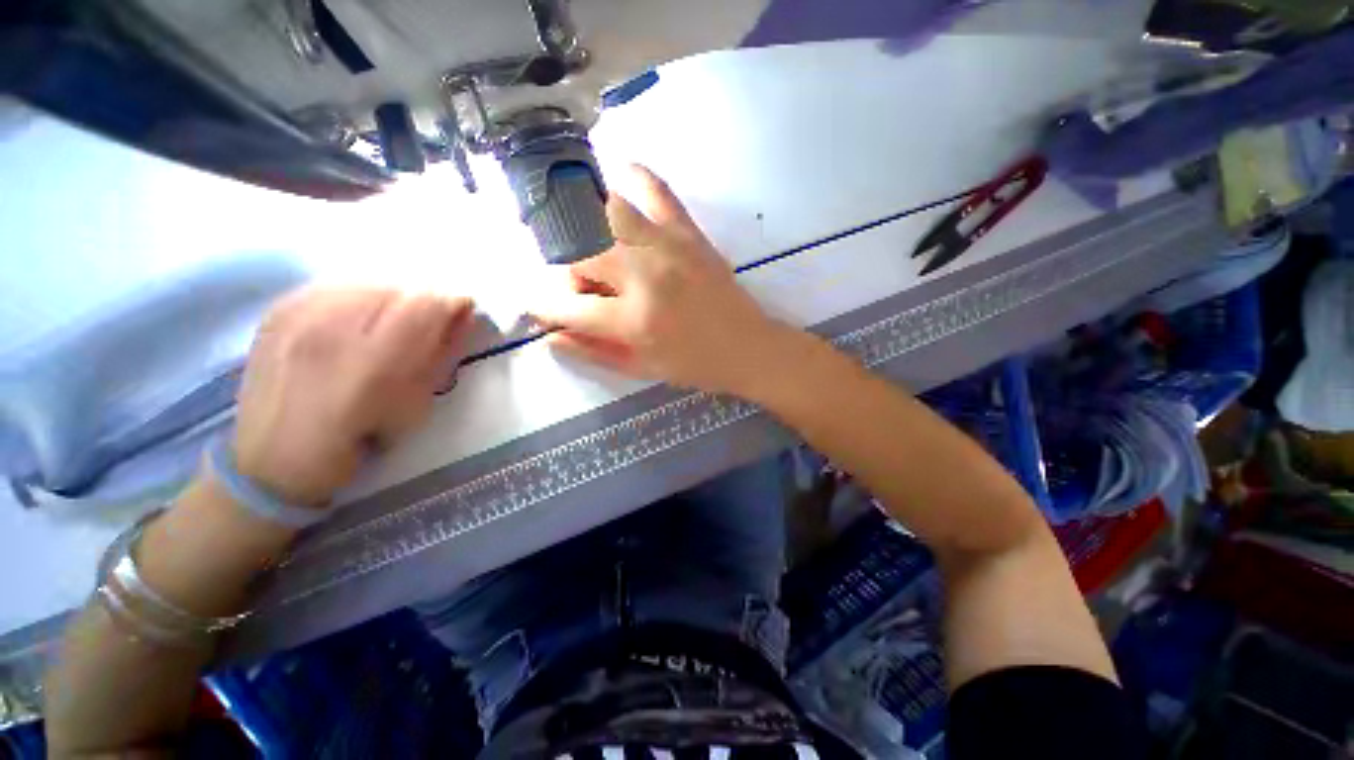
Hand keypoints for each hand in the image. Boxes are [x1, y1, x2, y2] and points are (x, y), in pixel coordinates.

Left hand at [232, 288, 473, 505]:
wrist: (274, 456)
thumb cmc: (358, 439)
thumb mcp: (417, 403)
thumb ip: (442, 354)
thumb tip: (463, 316)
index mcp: (372, 360)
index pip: (426, 303)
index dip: (453, 302)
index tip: (464, 312)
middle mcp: (330, 327)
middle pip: (398, 287)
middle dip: (424, 301)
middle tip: (430, 323)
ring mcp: (298, 314)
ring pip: (368, 281)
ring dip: (392, 298)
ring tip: (392, 322)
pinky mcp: (279, 309)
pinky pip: (336, 284)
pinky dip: (360, 295)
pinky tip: (359, 318)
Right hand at [531, 164, 797, 395]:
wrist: (749, 347)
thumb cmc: (696, 366)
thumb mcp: (643, 369)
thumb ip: (594, 352)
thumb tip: (551, 336)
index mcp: (634, 320)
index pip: (568, 306)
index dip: (543, 308)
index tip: (535, 307)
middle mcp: (645, 276)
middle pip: (582, 259)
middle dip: (572, 279)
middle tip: (587, 295)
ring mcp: (668, 247)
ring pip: (606, 219)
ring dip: (589, 234)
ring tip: (597, 253)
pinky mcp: (689, 233)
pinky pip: (657, 191)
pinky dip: (636, 176)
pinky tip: (620, 173)